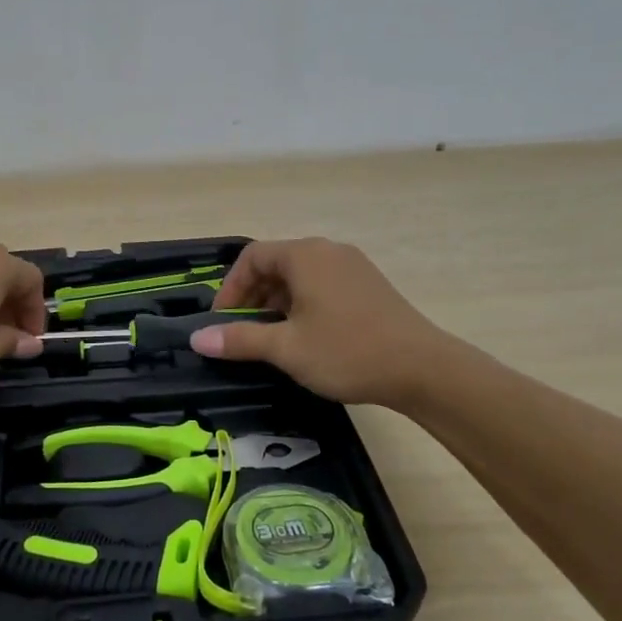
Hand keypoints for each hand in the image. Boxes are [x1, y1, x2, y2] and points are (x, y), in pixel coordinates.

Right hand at [188, 238, 446, 408]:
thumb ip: (239, 340)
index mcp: (305, 255)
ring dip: (276, 302)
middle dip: (252, 296)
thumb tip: (197, 338)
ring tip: (272, 338)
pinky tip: (305, 336)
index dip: (230, 288)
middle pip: (276, 263)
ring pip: (300, 276)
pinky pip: (322, 285)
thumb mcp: (286, 348)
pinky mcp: (369, 285)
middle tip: (243, 332)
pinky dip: (302, 304)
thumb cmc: (347, 352)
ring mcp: (353, 266)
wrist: (424, 369)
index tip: (222, 321)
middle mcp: (328, 251)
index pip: (252, 257)